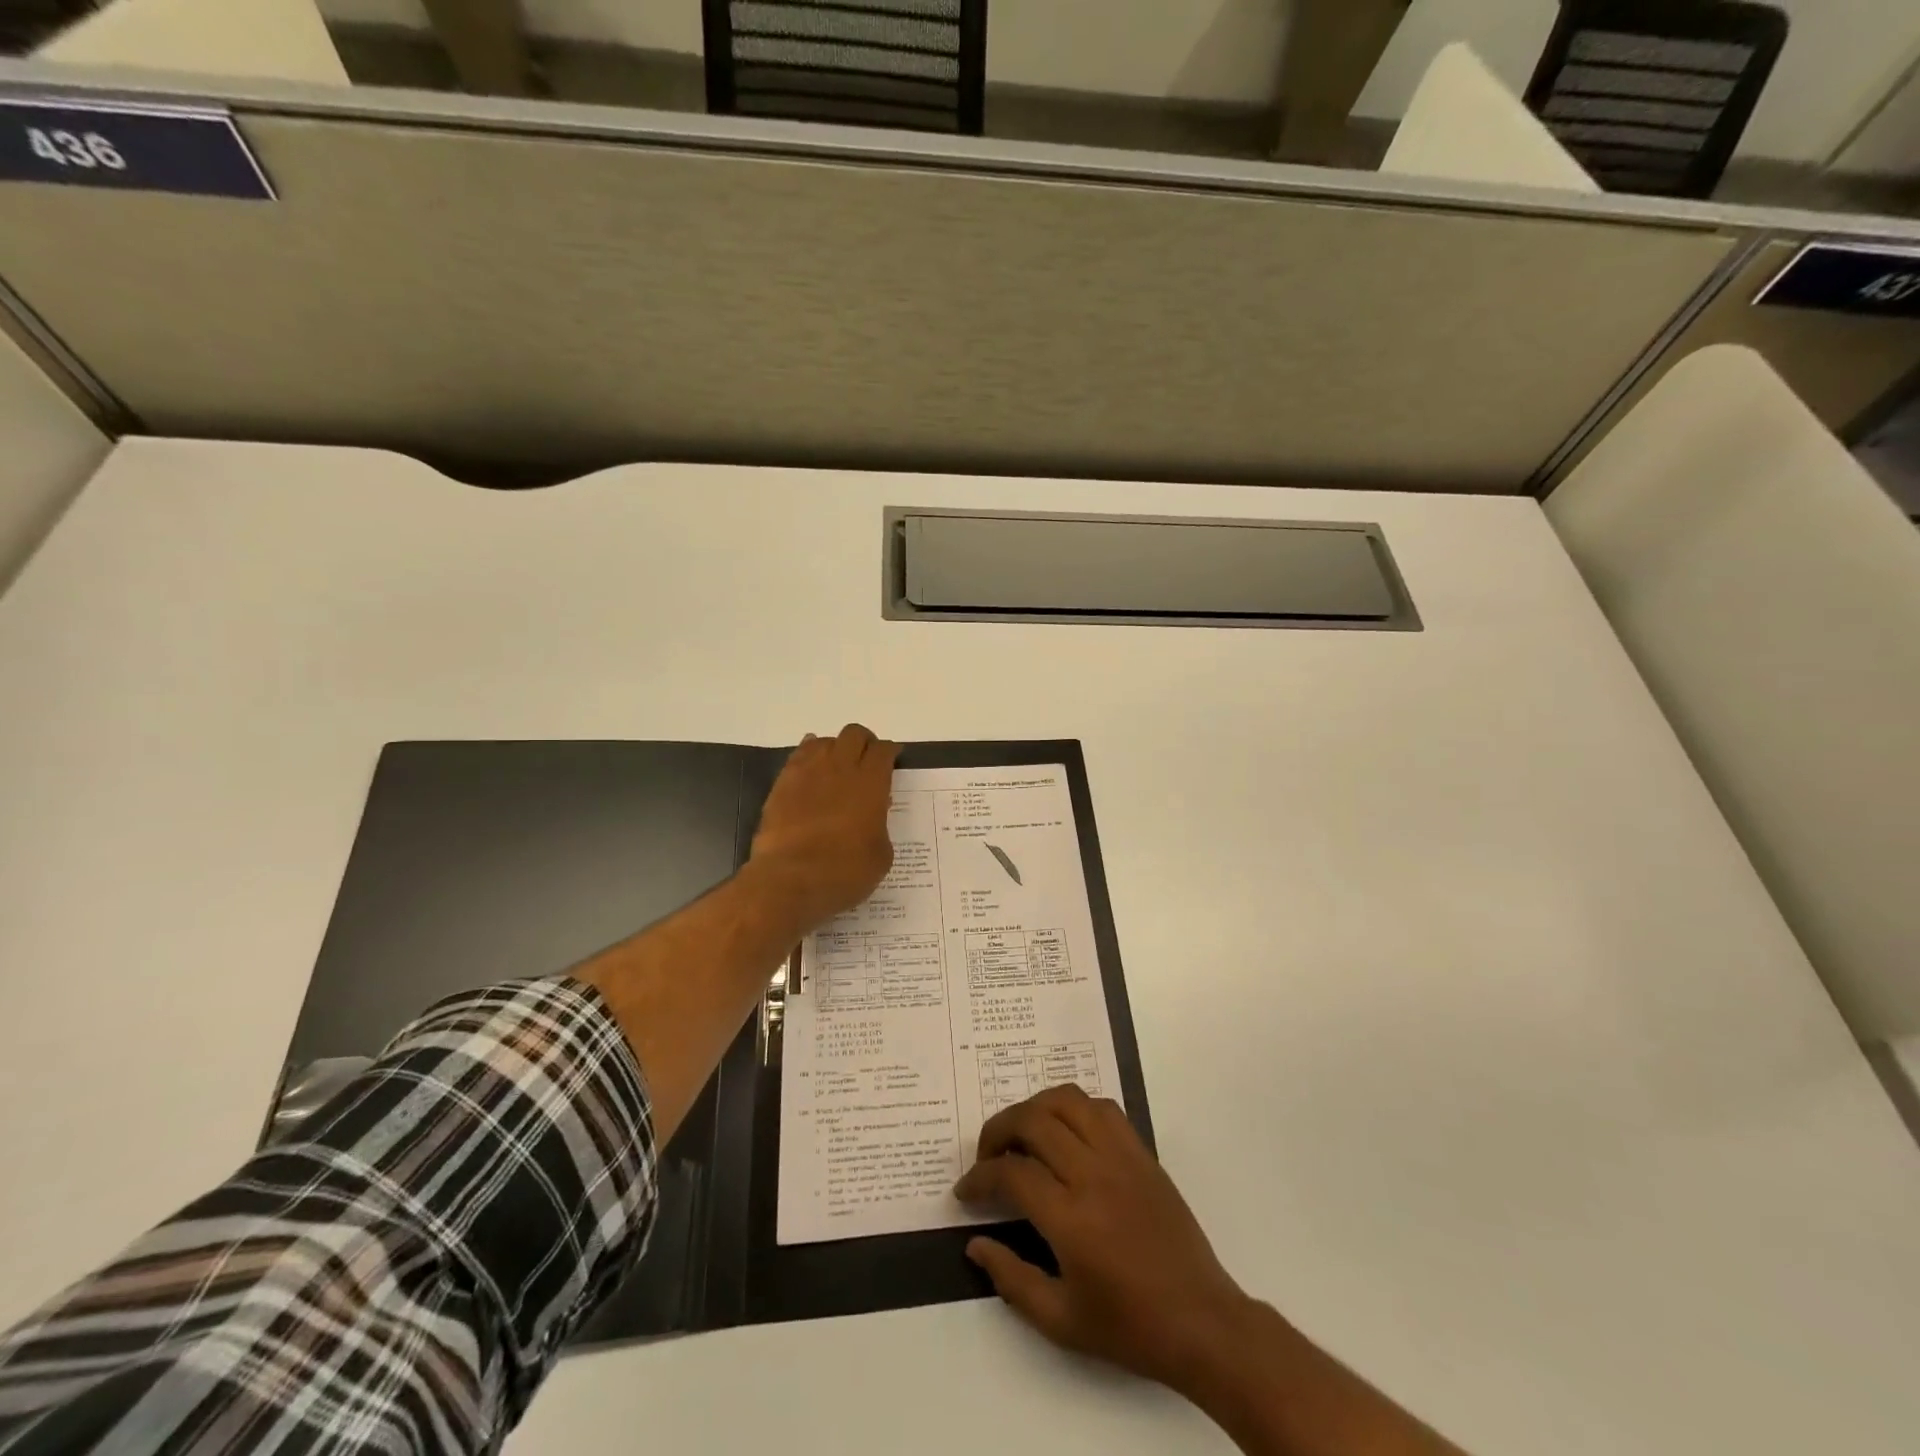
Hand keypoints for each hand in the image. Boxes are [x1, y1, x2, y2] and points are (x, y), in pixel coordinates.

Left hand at [747, 724, 898, 928]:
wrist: (789, 880)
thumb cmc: (843, 872)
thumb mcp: (880, 855)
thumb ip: (880, 825)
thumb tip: (873, 812)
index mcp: (871, 783)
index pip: (884, 751)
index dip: (890, 752)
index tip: (892, 761)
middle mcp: (841, 768)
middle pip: (855, 734)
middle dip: (864, 743)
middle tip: (866, 761)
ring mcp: (808, 772)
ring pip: (825, 741)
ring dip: (835, 748)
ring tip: (837, 767)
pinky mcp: (783, 783)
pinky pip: (799, 755)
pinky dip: (809, 756)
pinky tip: (811, 771)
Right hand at [955, 1084, 1255, 1394]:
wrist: (1201, 1322)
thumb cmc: (1129, 1327)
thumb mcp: (1061, 1321)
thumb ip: (1011, 1278)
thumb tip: (974, 1243)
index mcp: (1071, 1219)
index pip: (1011, 1174)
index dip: (979, 1177)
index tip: (966, 1191)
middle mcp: (1094, 1175)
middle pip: (1033, 1121)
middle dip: (998, 1131)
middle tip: (987, 1156)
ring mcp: (1121, 1157)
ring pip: (1067, 1100)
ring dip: (1034, 1108)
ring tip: (1022, 1134)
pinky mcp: (1142, 1152)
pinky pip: (1102, 1108)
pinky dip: (1074, 1108)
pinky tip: (1065, 1132)